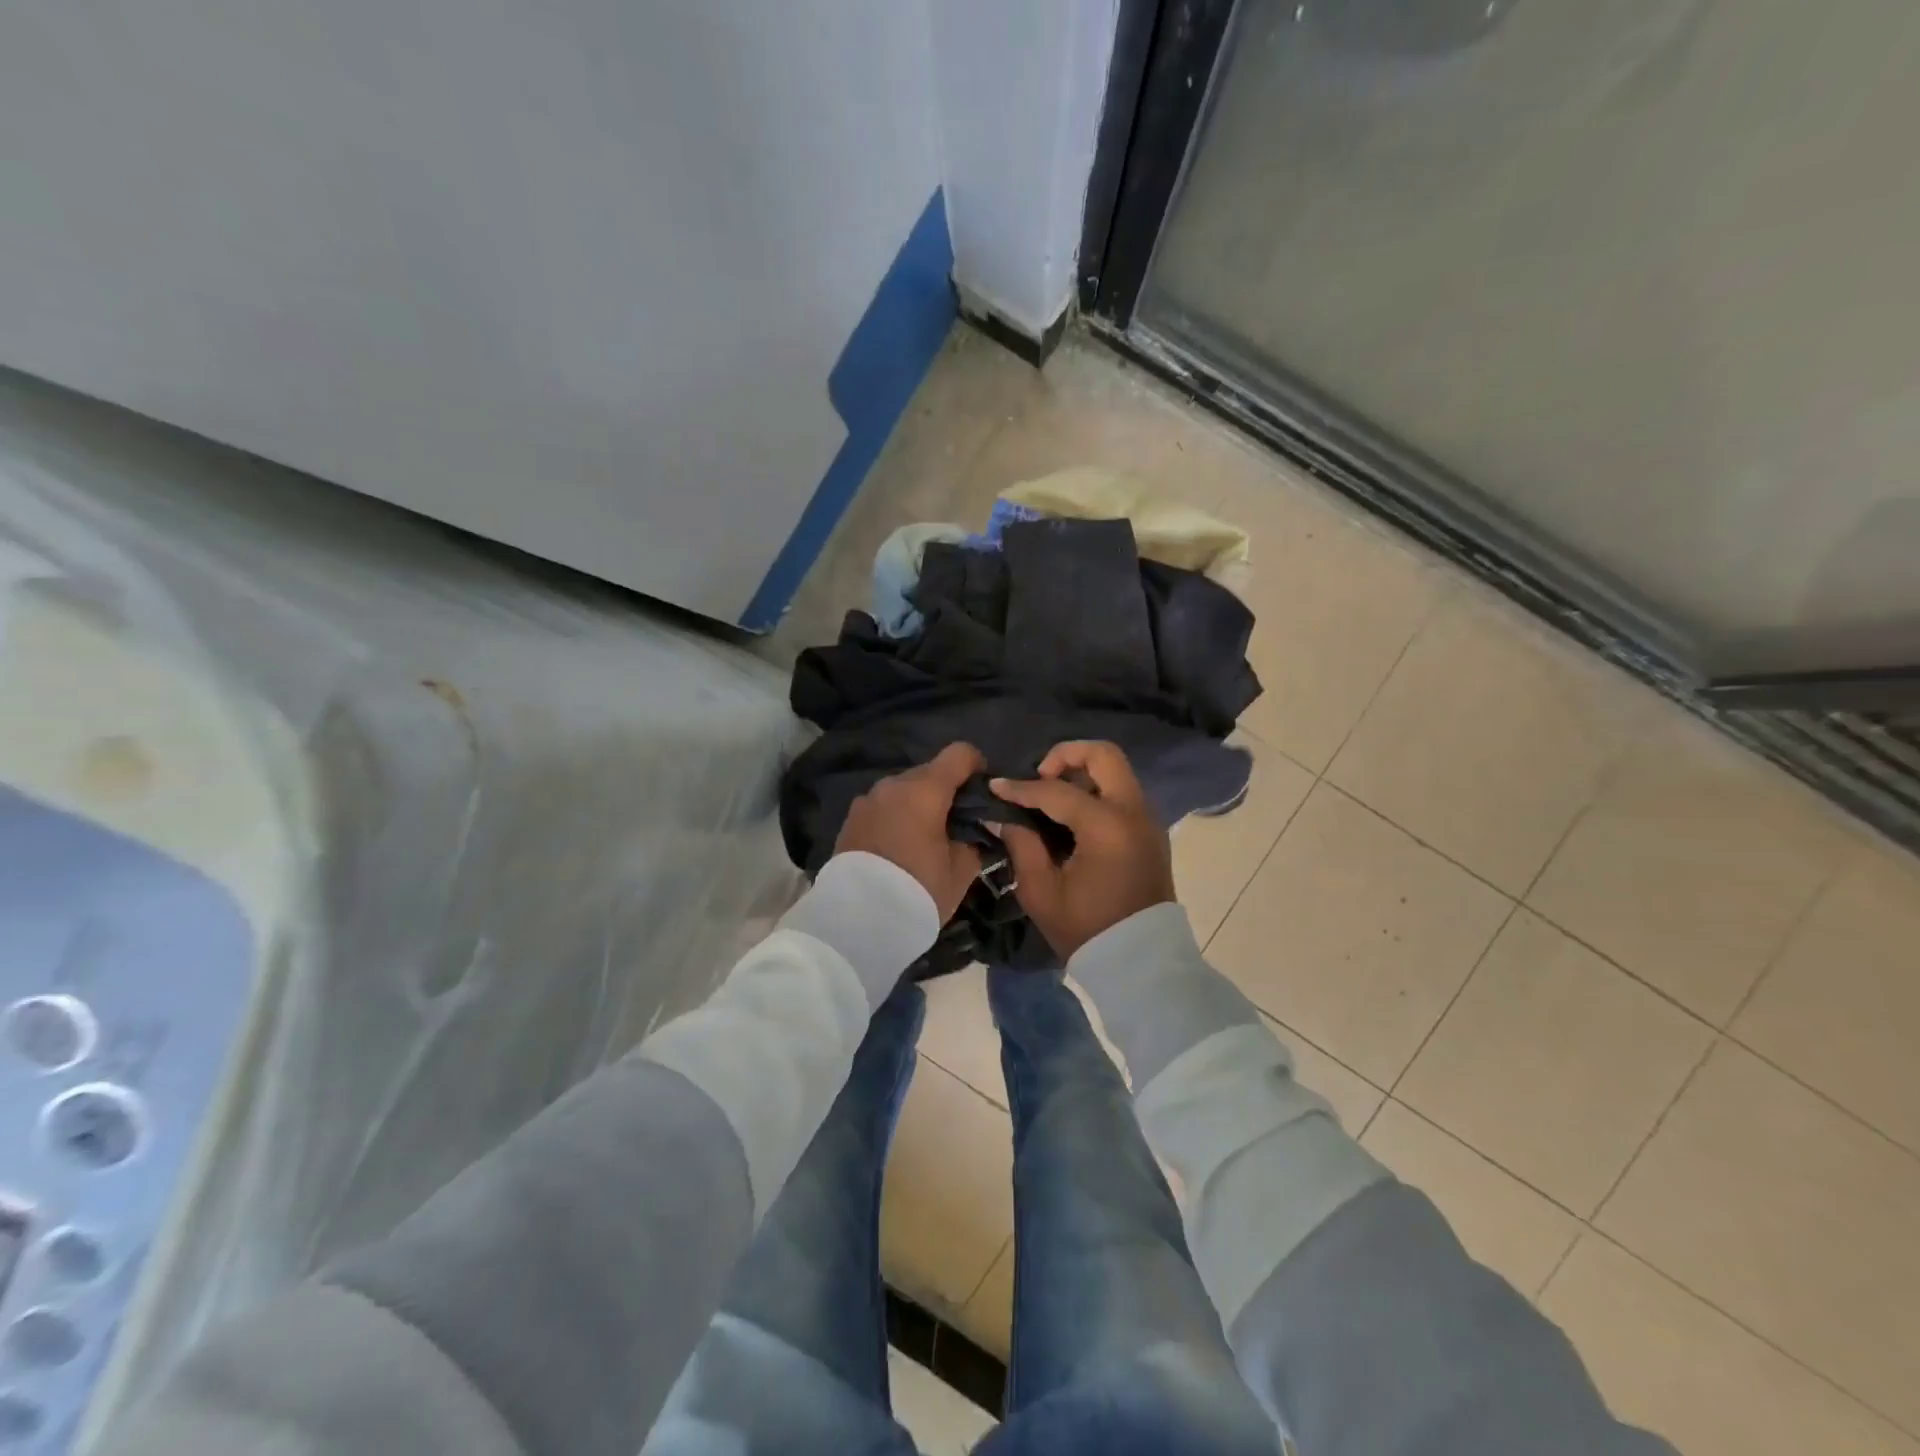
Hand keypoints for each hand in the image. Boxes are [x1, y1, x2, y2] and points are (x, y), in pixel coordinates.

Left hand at [835, 742, 986, 920]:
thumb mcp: (961, 871)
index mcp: (926, 790)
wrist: (859, 919)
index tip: (981, 791)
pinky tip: (898, 847)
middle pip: (930, 772)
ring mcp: (868, 800)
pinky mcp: (850, 818)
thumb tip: (972, 831)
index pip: (960, 753)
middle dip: (945, 791)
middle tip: (955, 823)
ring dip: (917, 804)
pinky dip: (895, 817)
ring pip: (903, 790)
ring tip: (923, 838)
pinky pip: (883, 807)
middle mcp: (894, 784)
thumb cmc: (919, 889)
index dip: (976, 766)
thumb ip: (972, 841)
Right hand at [989, 741, 1174, 959]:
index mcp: (1107, 827)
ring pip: (1116, 771)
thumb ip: (1021, 845)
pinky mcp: (1150, 832)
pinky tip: (1071, 816)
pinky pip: (1122, 793)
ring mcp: (1147, 820)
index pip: (1057, 791)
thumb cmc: (1087, 929)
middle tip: (1041, 776)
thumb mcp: (1042, 891)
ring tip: (1052, 796)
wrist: (1139, 962)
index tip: (995, 786)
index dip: (1021, 788)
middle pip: (1104, 755)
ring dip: (1083, 772)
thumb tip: (1003, 816)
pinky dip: (1096, 790)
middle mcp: (1134, 812)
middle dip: (1066, 755)